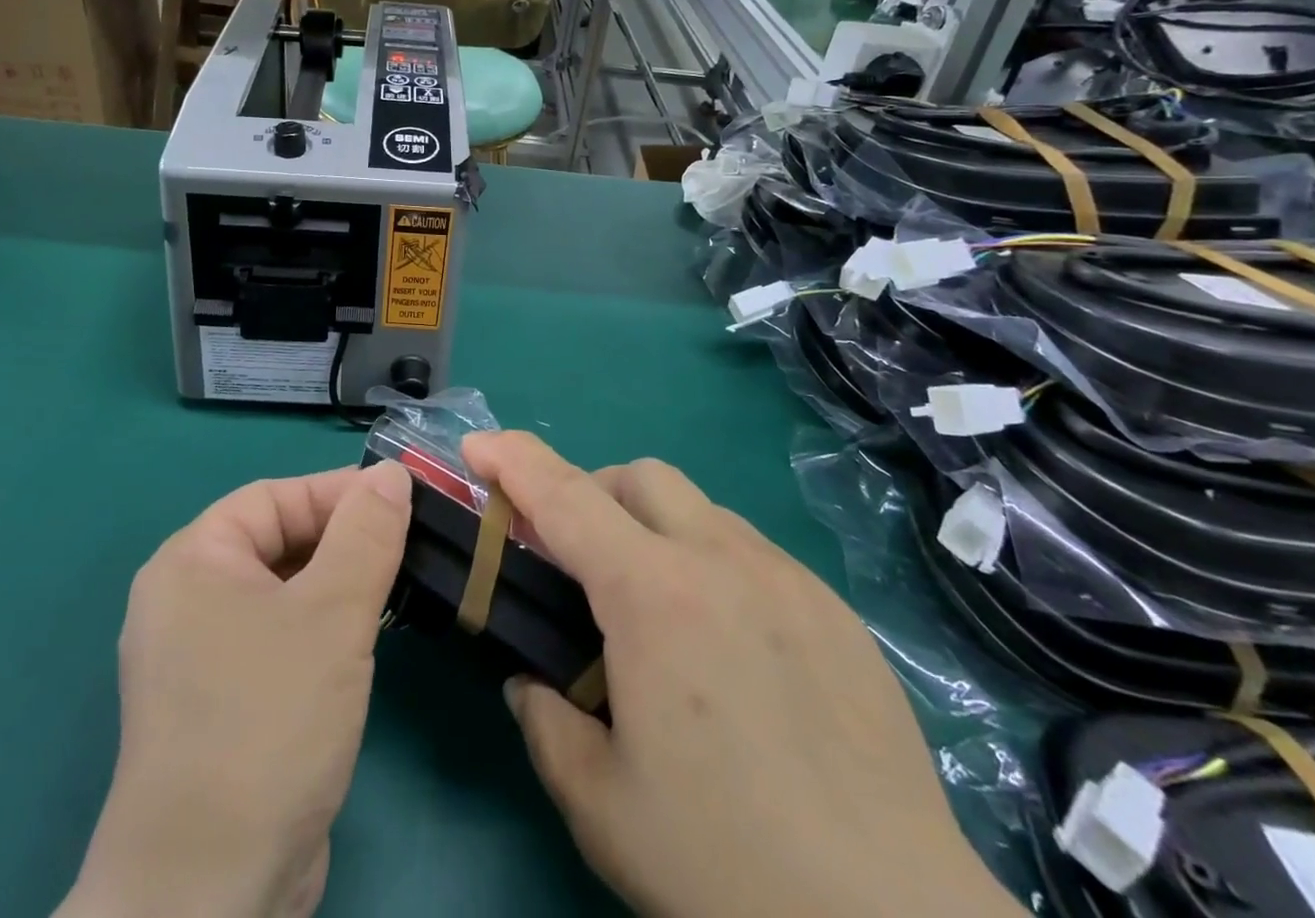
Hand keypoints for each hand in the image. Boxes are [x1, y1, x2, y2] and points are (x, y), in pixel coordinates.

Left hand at [58, 461, 413, 917]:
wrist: (210, 896)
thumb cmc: (268, 721)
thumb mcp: (332, 614)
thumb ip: (366, 533)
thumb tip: (391, 472)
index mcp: (193, 561)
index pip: (275, 498)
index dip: (339, 492)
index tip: (404, 499)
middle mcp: (187, 599)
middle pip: (279, 541)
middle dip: (344, 539)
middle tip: (410, 543)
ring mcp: (201, 656)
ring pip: (284, 591)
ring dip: (339, 584)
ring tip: (398, 583)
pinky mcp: (223, 704)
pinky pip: (280, 636)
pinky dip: (322, 627)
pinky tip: (365, 639)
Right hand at [464, 432, 1020, 917]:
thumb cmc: (730, 869)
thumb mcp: (603, 806)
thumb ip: (547, 725)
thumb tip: (534, 683)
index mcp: (653, 596)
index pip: (564, 497)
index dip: (513, 460)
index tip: (478, 446)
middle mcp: (720, 560)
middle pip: (638, 477)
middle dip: (592, 495)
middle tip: (576, 559)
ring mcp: (787, 579)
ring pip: (700, 508)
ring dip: (655, 529)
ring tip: (656, 610)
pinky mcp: (836, 610)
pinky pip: (753, 553)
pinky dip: (713, 564)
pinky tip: (728, 647)